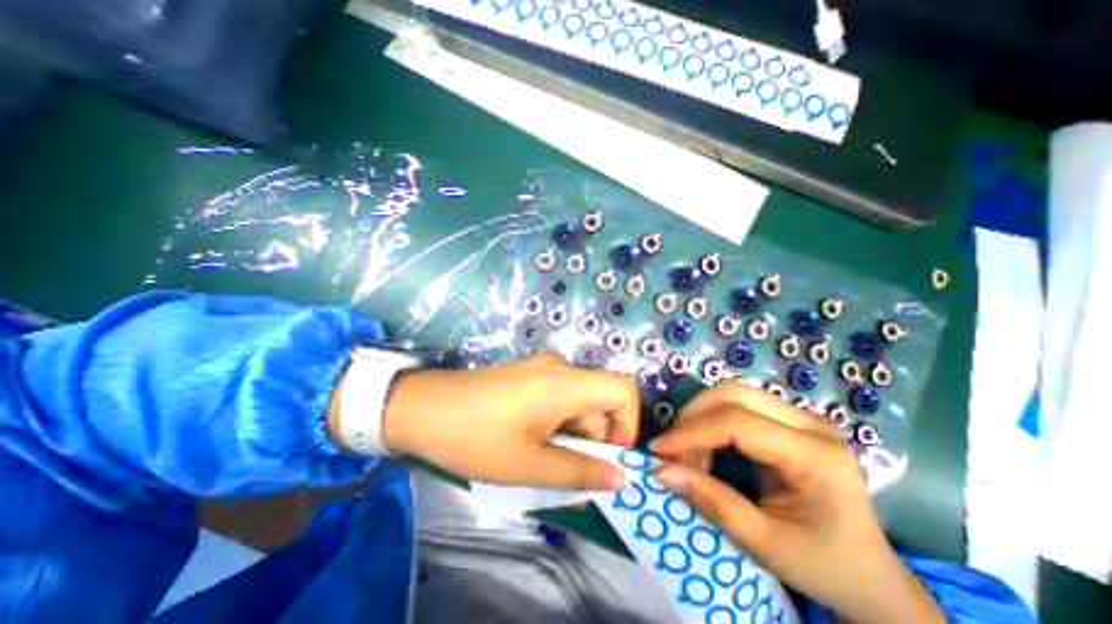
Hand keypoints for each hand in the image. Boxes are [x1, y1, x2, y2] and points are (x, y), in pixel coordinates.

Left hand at [381, 351, 632, 492]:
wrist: (422, 407)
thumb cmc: (475, 437)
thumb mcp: (528, 464)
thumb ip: (579, 472)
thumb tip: (620, 479)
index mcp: (565, 382)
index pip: (623, 389)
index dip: (628, 423)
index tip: (607, 455)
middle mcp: (560, 366)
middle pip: (600, 399)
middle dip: (593, 437)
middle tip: (563, 467)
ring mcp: (542, 366)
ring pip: (579, 399)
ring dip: (573, 431)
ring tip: (541, 456)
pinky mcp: (529, 372)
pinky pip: (560, 394)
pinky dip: (558, 419)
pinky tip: (531, 437)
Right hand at [648, 385, 940, 623]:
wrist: (872, 576)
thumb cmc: (824, 566)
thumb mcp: (765, 544)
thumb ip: (712, 503)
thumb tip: (661, 471)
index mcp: (816, 455)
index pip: (738, 422)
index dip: (691, 431)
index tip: (659, 449)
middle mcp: (811, 423)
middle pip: (734, 393)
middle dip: (694, 416)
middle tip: (674, 449)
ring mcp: (802, 417)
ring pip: (733, 393)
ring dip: (701, 416)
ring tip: (691, 452)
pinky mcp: (790, 420)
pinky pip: (739, 404)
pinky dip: (713, 420)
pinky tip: (708, 448)